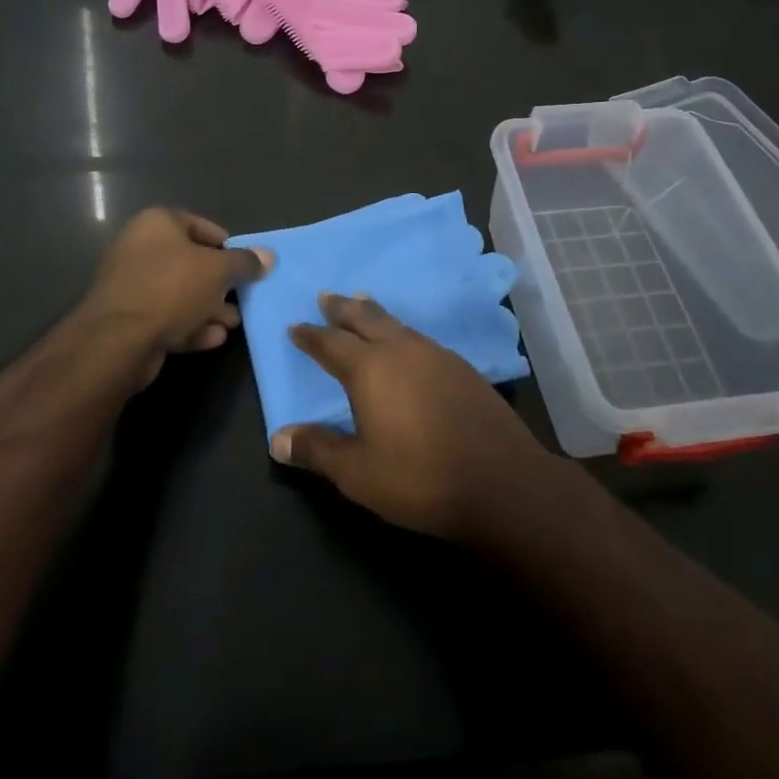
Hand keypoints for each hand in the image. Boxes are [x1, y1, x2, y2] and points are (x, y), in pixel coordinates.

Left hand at [77, 209, 272, 386]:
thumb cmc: (172, 288)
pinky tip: (213, 338)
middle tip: (242, 298)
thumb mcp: (218, 271)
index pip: (200, 226)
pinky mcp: (128, 318)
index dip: (226, 245)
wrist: (118, 340)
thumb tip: (268, 256)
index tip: (244, 265)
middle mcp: (140, 247)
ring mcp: (131, 284)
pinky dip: (190, 325)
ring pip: (179, 292)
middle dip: (219, 283)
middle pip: (190, 262)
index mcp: (157, 223)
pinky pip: (166, 316)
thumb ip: (244, 262)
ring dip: (208, 308)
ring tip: (233, 323)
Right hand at [271, 294, 554, 542]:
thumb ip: (318, 450)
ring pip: (396, 324)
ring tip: (363, 306)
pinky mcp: (462, 368)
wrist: (501, 481)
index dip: (311, 335)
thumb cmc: (420, 477)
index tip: (295, 326)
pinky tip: (406, 346)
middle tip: (327, 297)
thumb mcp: (358, 473)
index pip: (331, 343)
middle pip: (365, 318)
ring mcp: (436, 355)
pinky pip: (419, 338)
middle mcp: (401, 350)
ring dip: (374, 314)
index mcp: (370, 369)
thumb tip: (278, 438)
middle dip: (343, 308)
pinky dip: (401, 332)